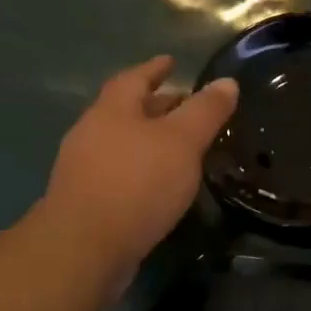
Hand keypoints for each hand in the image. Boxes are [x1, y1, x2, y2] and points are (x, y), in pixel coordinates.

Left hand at [37, 55, 237, 287]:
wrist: (85, 248)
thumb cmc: (137, 183)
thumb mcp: (182, 141)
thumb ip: (205, 111)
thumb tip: (227, 82)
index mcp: (112, 111)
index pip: (134, 78)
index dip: (154, 68)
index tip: (171, 62)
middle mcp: (92, 134)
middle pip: (126, 111)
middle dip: (155, 106)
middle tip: (184, 105)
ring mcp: (84, 170)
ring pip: (122, 143)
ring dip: (149, 140)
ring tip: (179, 147)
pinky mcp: (86, 202)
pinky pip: (119, 173)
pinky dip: (142, 169)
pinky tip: (161, 184)